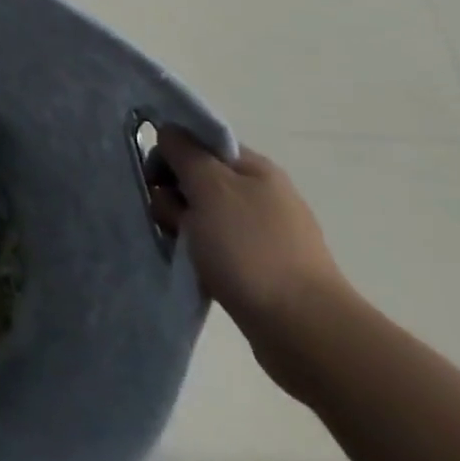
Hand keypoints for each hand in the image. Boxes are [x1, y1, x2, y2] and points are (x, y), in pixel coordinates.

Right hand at [154, 126, 351, 385]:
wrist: (303, 329)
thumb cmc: (251, 248)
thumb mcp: (210, 187)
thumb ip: (184, 152)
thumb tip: (168, 131)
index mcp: (254, 168)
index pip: (198, 142)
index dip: (170, 154)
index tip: (156, 178)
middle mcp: (260, 194)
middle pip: (195, 178)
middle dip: (173, 194)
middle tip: (175, 219)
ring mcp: (260, 232)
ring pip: (200, 214)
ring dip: (182, 225)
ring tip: (185, 248)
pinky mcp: (257, 266)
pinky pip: (212, 244)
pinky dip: (197, 251)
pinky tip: (195, 265)